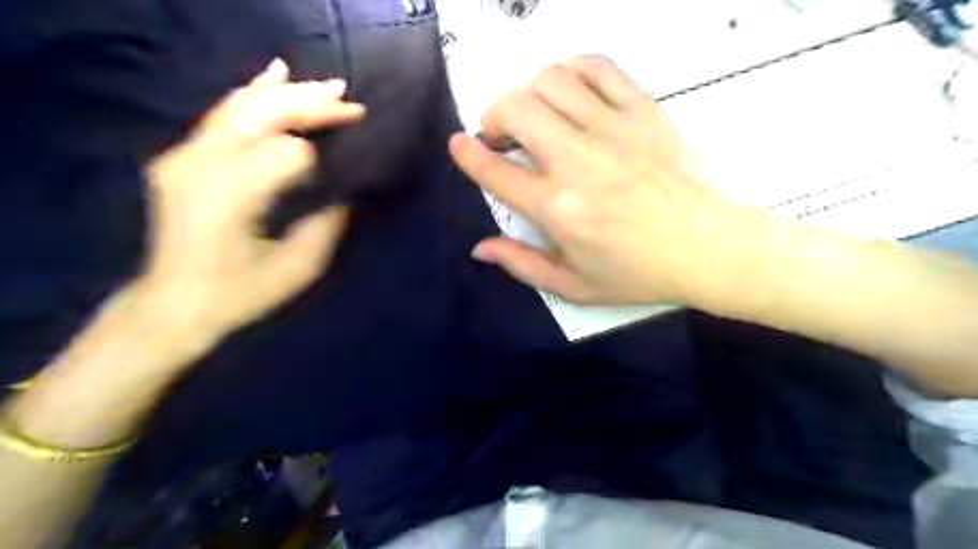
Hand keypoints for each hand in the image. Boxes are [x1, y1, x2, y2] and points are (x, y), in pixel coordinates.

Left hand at [140, 60, 365, 333]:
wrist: (174, 304)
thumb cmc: (241, 294)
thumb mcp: (297, 268)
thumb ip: (327, 224)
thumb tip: (347, 188)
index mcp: (231, 197)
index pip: (287, 152)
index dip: (323, 150)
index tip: (352, 155)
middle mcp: (201, 165)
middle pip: (263, 114)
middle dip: (311, 105)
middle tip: (351, 103)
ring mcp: (185, 156)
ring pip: (242, 104)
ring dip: (289, 93)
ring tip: (329, 87)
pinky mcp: (182, 156)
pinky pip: (223, 113)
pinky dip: (255, 92)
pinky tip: (276, 73)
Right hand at [446, 55, 759, 307]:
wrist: (708, 248)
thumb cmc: (638, 273)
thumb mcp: (573, 286)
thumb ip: (521, 265)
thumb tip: (480, 248)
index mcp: (558, 209)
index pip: (495, 171)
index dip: (467, 153)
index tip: (459, 144)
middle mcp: (578, 162)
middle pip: (516, 108)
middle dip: (494, 116)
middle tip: (503, 136)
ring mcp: (612, 130)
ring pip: (551, 80)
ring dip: (529, 92)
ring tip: (536, 115)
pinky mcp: (643, 111)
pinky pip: (598, 67)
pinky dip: (572, 70)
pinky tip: (570, 91)